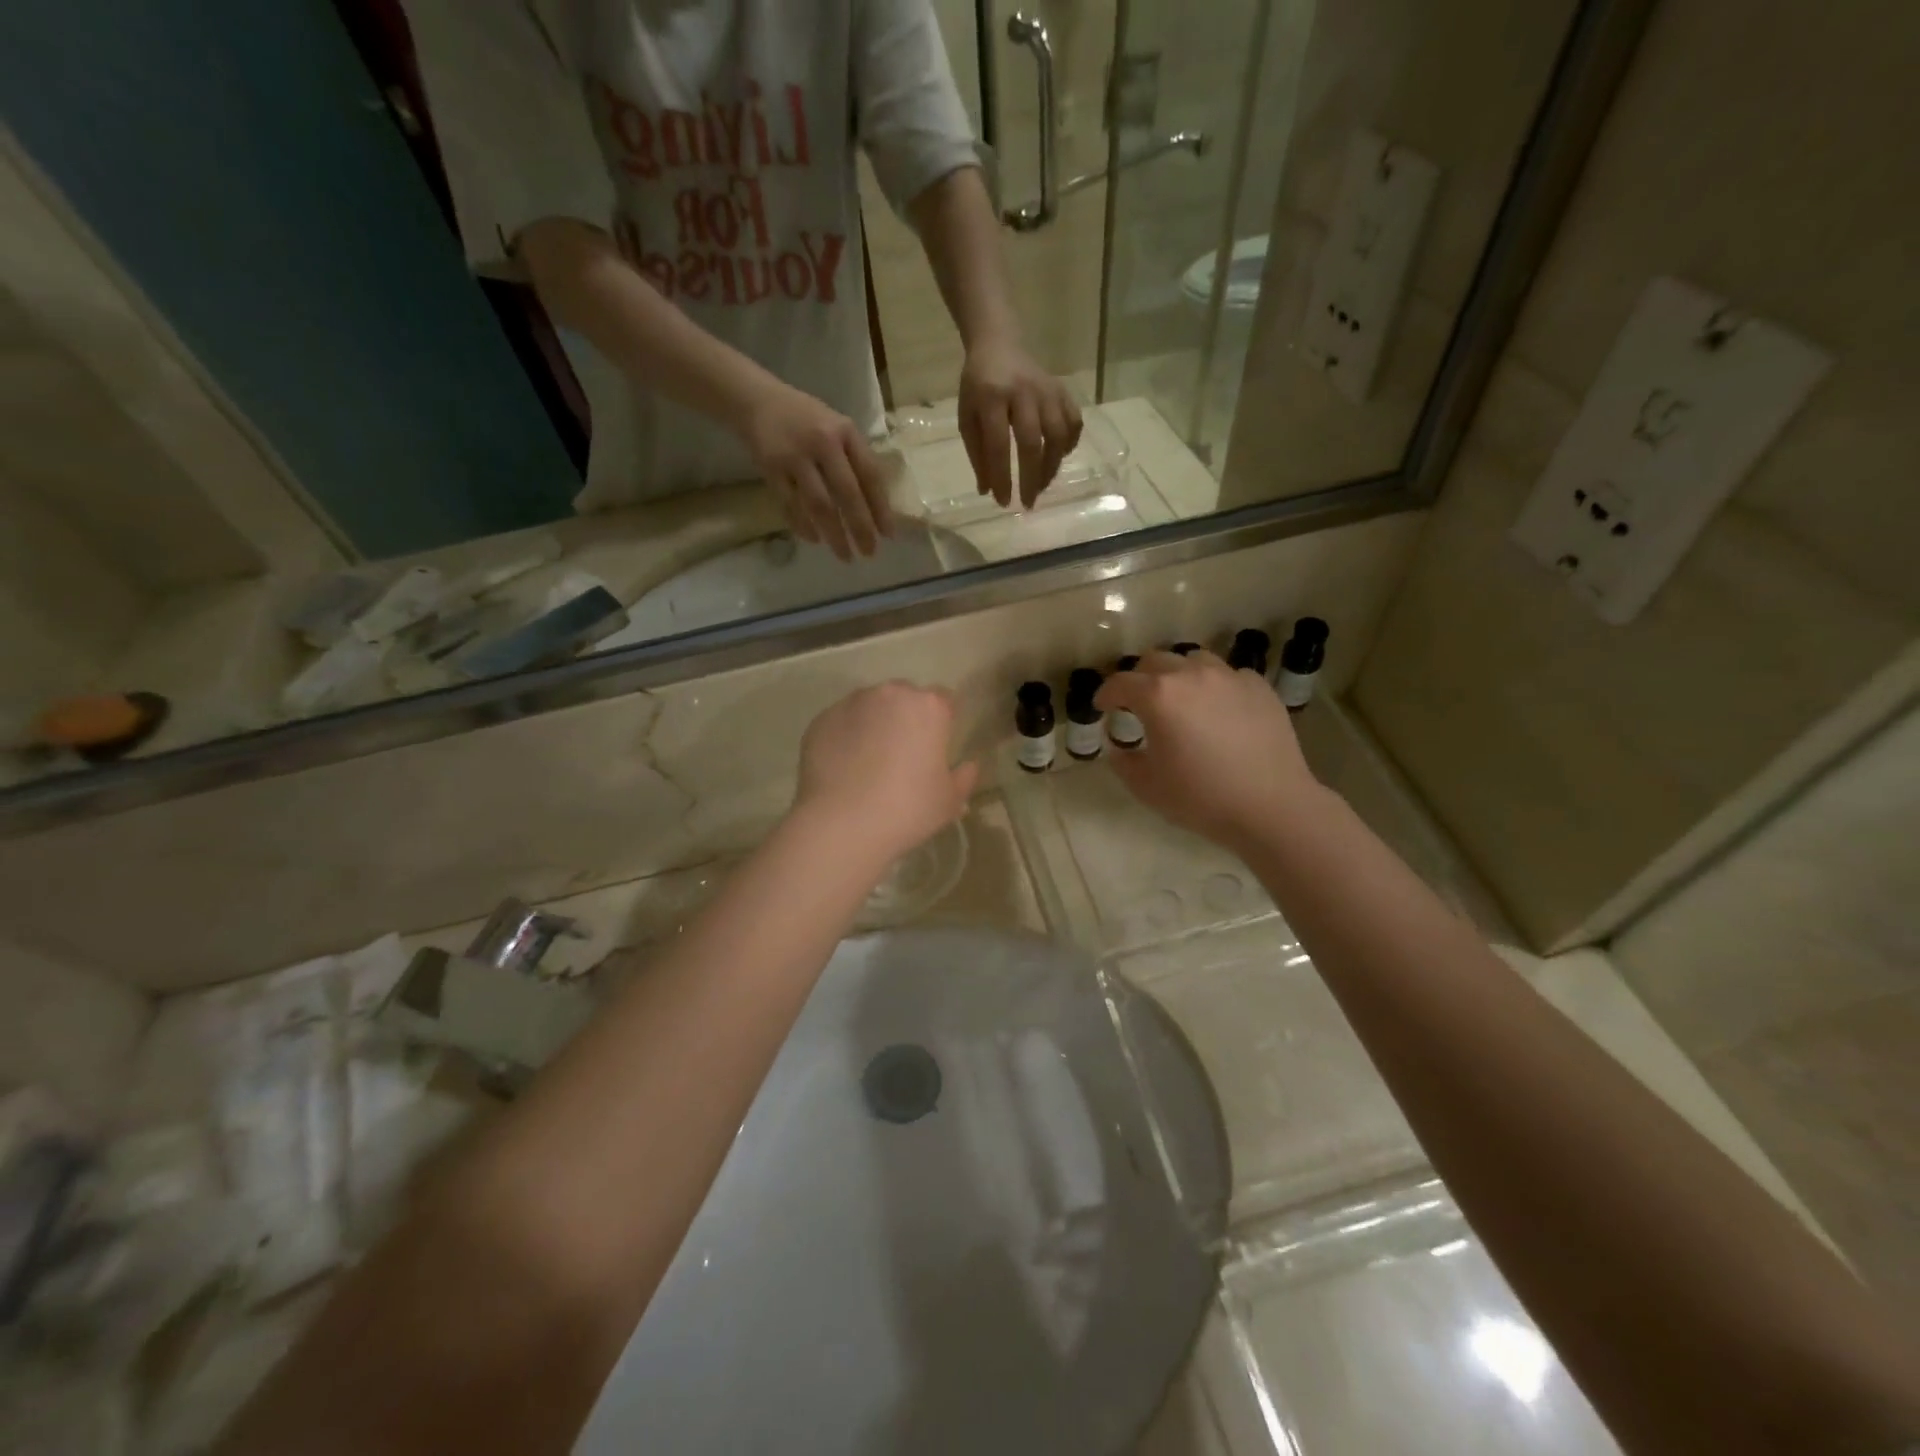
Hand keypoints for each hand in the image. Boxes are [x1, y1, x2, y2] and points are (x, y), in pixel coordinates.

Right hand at [742, 382, 894, 561]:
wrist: (756, 400)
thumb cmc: (806, 419)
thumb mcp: (837, 428)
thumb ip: (855, 459)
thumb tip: (876, 506)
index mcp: (845, 432)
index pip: (870, 474)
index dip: (880, 507)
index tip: (888, 535)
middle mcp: (822, 442)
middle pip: (847, 493)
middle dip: (860, 527)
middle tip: (869, 552)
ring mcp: (794, 456)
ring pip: (819, 504)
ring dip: (834, 534)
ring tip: (845, 555)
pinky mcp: (770, 468)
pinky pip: (790, 505)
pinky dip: (803, 525)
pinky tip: (815, 539)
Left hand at [792, 683, 979, 866]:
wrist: (841, 824)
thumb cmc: (907, 809)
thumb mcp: (949, 801)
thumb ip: (964, 778)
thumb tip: (969, 765)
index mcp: (928, 707)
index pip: (944, 700)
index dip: (942, 723)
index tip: (936, 748)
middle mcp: (890, 694)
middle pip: (905, 698)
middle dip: (906, 719)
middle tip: (903, 756)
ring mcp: (851, 704)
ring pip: (870, 707)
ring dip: (874, 724)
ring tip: (869, 763)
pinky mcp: (821, 720)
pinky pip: (842, 723)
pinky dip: (846, 737)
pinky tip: (844, 768)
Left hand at [959, 338, 1081, 507]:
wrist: (999, 345)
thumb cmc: (978, 386)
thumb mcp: (967, 417)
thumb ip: (977, 453)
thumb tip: (987, 490)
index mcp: (991, 397)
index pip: (998, 444)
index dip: (1002, 477)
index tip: (1003, 502)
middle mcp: (1022, 392)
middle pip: (1032, 442)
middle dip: (1031, 478)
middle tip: (1028, 504)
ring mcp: (1047, 389)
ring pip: (1057, 434)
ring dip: (1051, 467)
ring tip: (1041, 486)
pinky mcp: (1062, 390)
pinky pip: (1073, 421)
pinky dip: (1069, 444)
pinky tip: (1057, 458)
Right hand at [1094, 650, 1323, 850]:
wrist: (1270, 806)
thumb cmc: (1200, 798)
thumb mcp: (1146, 787)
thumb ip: (1123, 761)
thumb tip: (1118, 746)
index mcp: (1158, 696)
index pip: (1120, 683)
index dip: (1105, 694)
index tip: (1103, 708)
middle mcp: (1191, 675)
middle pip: (1155, 661)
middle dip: (1140, 679)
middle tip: (1139, 704)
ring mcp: (1229, 677)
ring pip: (1193, 661)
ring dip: (1178, 676)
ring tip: (1180, 700)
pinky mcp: (1258, 687)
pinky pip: (1227, 676)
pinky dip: (1213, 687)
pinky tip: (1217, 711)